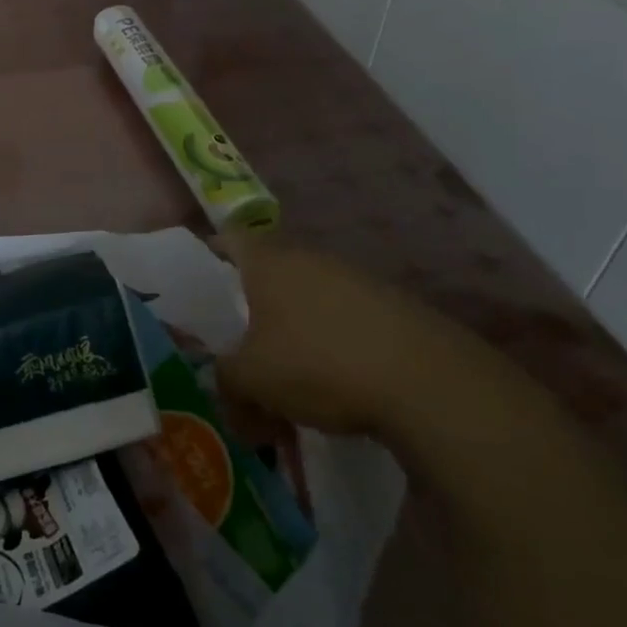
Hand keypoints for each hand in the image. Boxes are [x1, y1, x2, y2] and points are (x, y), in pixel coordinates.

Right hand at [217, 235, 478, 438]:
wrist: (428, 383)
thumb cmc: (319, 364)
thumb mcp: (252, 379)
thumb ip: (225, 379)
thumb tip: (223, 389)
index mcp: (268, 261)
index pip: (229, 237)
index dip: (211, 253)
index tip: (199, 280)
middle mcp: (310, 257)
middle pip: (269, 271)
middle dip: (252, 305)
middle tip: (238, 341)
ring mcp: (355, 279)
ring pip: (308, 298)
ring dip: (294, 329)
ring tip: (287, 376)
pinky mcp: (393, 307)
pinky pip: (345, 319)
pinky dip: (332, 344)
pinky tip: (335, 384)